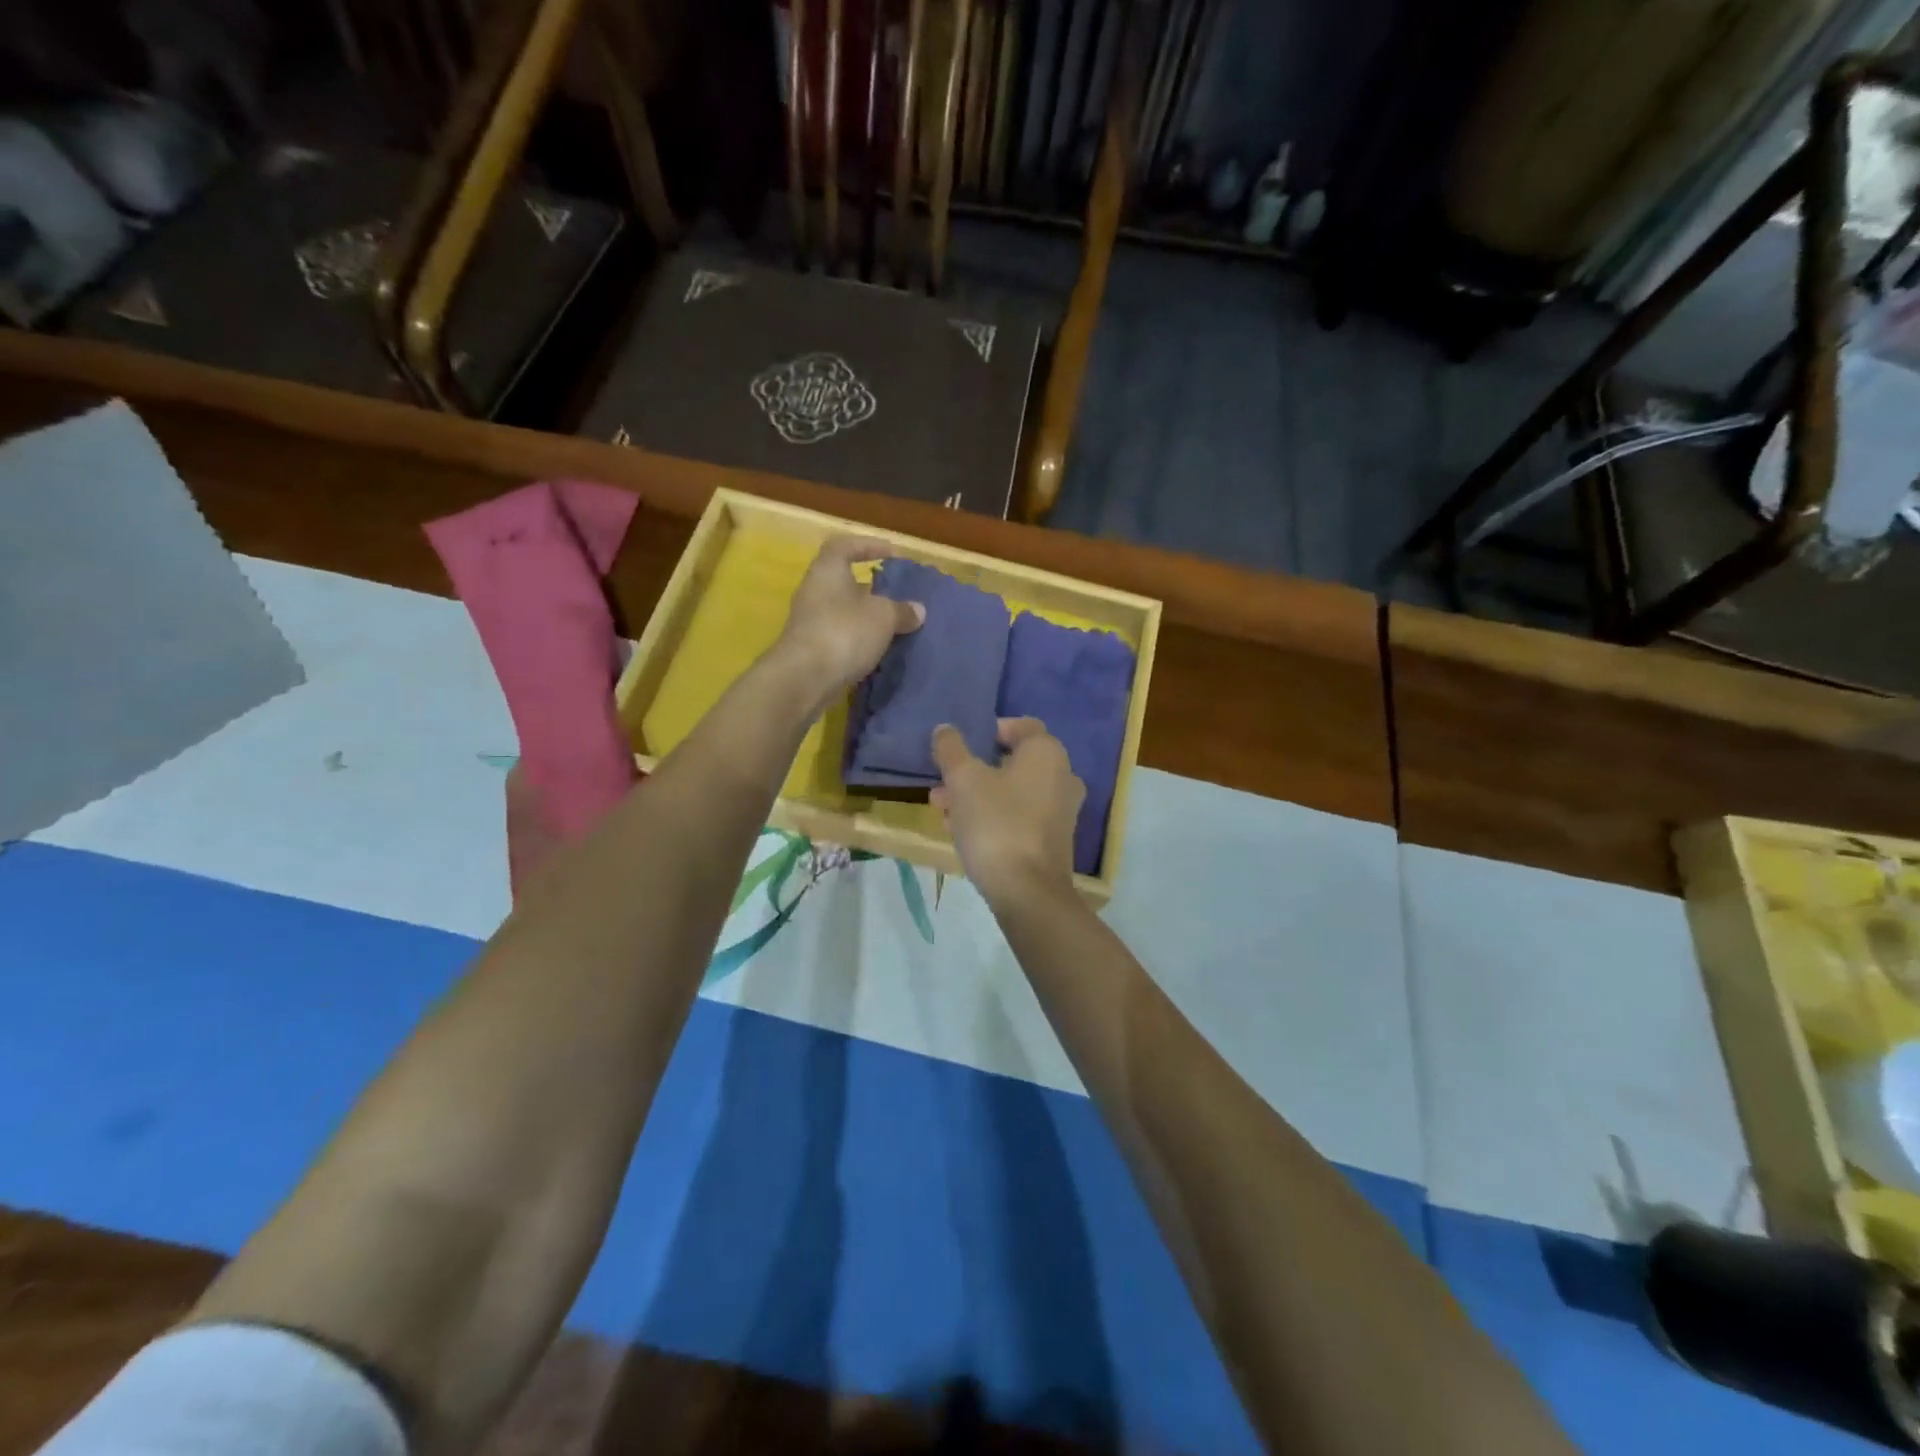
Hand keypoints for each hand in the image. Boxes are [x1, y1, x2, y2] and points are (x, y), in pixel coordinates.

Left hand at [774, 536, 923, 713]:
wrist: (804, 679)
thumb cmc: (844, 632)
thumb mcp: (883, 617)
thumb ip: (902, 611)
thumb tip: (917, 610)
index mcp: (828, 570)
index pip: (845, 545)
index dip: (868, 545)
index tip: (892, 553)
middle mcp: (814, 591)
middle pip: (843, 581)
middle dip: (871, 588)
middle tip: (897, 596)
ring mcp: (810, 622)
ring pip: (843, 612)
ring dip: (866, 618)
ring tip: (894, 627)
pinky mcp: (811, 650)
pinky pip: (840, 637)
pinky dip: (858, 640)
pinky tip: (879, 651)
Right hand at [931, 717, 1082, 907]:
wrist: (1027, 892)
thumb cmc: (996, 823)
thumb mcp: (963, 780)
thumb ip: (951, 749)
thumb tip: (945, 729)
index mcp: (1047, 753)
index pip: (1021, 726)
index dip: (990, 730)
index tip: (961, 745)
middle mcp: (1062, 776)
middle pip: (1012, 762)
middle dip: (974, 770)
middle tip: (943, 782)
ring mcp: (1061, 811)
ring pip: (1012, 792)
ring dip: (977, 796)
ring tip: (942, 810)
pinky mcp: (1052, 840)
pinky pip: (1019, 817)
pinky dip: (993, 817)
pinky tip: (961, 832)